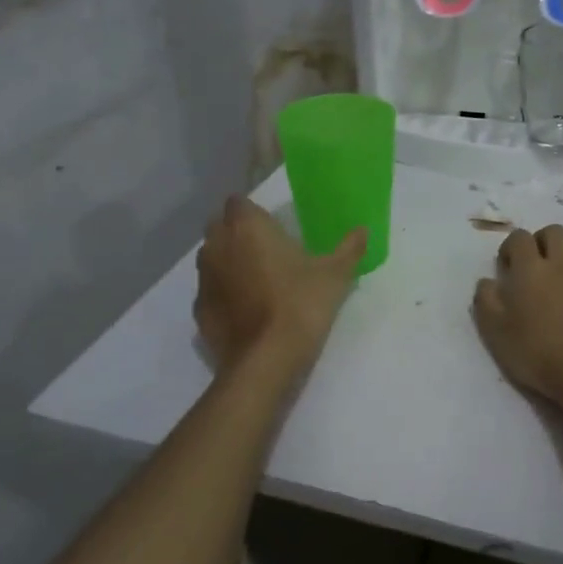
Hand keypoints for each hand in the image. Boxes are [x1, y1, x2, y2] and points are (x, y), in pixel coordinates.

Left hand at [194, 197, 366, 370]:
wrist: (266, 360)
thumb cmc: (300, 305)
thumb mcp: (335, 275)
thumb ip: (349, 249)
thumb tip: (363, 230)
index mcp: (247, 227)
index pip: (239, 202)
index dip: (254, 213)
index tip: (274, 227)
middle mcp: (217, 245)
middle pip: (221, 227)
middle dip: (238, 234)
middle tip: (269, 251)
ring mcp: (204, 279)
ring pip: (213, 259)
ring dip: (230, 263)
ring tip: (259, 282)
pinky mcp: (199, 310)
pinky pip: (212, 292)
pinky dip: (225, 296)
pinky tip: (248, 311)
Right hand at [472, 225, 562, 407]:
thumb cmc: (536, 352)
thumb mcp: (495, 331)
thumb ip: (485, 299)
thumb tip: (488, 280)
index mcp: (529, 268)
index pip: (518, 237)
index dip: (510, 249)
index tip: (508, 269)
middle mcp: (560, 260)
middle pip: (552, 232)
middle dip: (540, 242)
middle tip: (534, 268)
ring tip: (558, 280)